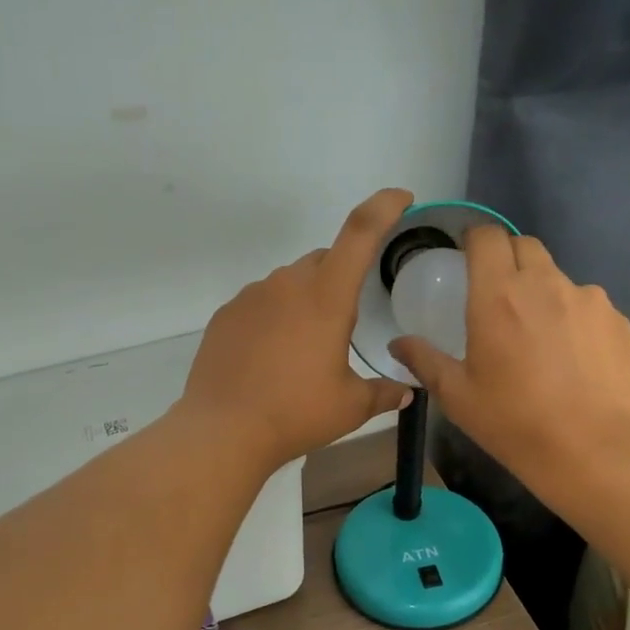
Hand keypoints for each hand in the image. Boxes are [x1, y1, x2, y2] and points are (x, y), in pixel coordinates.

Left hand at [179, 188, 414, 471]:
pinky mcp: (225, 315)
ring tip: (304, 348)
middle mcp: (287, 285)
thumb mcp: (350, 407)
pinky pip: (260, 303)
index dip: (384, 208)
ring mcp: (251, 297)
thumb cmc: (296, 414)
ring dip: (305, 300)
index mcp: (326, 297)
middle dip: (340, 277)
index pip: (360, 233)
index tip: (401, 198)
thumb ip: (383, 393)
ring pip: (289, 282)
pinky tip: (271, 356)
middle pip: (324, 260)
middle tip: (344, 321)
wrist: (223, 431)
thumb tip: (406, 392)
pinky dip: (274, 317)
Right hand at [389, 226, 629, 497]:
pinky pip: (588, 306)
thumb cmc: (513, 422)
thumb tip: (398, 345)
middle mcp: (545, 283)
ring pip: (558, 277)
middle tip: (498, 297)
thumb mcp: (457, 396)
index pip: (486, 236)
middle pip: (524, 246)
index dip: (474, 239)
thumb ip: (424, 361)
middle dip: (507, 259)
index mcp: (498, 295)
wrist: (591, 450)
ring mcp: (588, 299)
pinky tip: (573, 359)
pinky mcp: (618, 320)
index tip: (467, 258)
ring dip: (543, 293)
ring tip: (540, 338)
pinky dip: (574, 319)